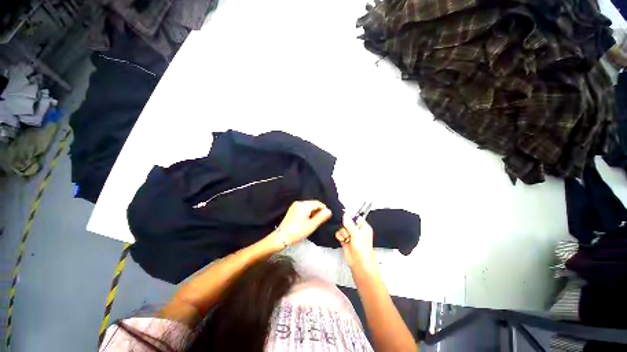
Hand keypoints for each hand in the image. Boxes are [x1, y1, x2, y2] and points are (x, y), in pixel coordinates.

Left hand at [267, 200, 331, 249]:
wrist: (281, 237)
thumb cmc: (298, 231)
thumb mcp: (311, 225)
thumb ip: (321, 217)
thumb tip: (329, 211)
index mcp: (304, 205)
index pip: (318, 203)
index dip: (324, 210)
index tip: (326, 218)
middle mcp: (299, 202)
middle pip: (313, 204)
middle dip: (318, 211)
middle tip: (320, 221)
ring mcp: (295, 206)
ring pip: (308, 206)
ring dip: (313, 212)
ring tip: (314, 222)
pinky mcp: (292, 210)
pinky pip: (303, 208)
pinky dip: (308, 213)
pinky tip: (307, 221)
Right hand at [335, 214, 376, 268]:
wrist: (359, 263)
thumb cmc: (362, 249)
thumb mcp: (356, 233)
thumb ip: (349, 223)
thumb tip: (345, 214)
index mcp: (363, 227)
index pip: (356, 217)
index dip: (350, 216)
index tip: (345, 217)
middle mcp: (357, 230)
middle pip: (347, 222)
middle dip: (345, 226)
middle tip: (347, 230)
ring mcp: (350, 235)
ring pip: (342, 228)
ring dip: (342, 232)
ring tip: (346, 237)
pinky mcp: (345, 240)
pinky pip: (339, 233)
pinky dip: (340, 236)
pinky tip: (342, 240)